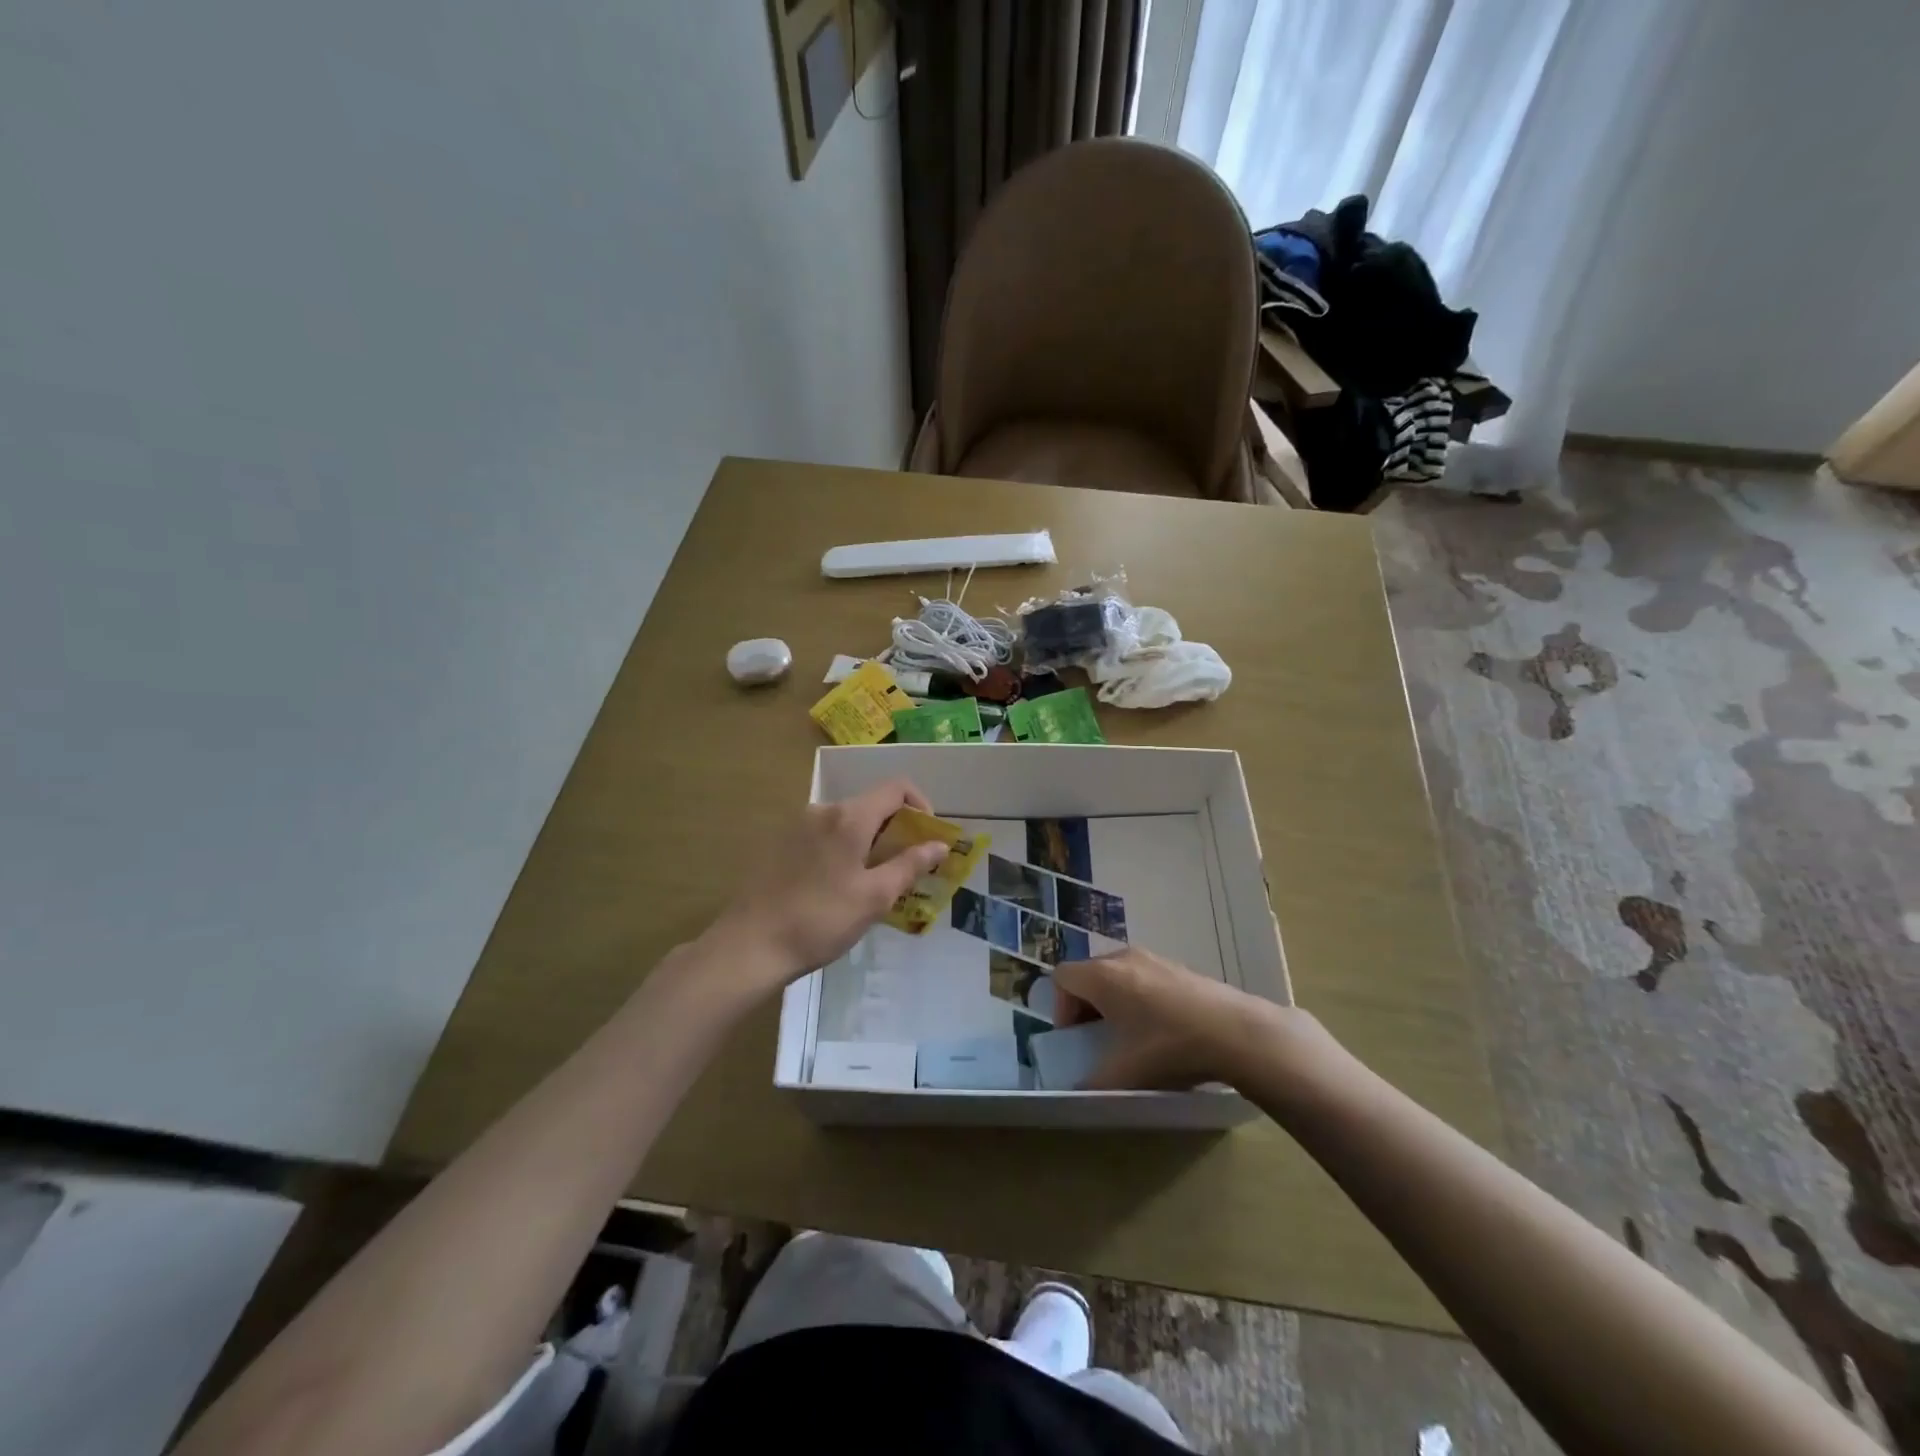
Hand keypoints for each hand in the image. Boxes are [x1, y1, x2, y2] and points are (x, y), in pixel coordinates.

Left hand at [708, 779, 949, 993]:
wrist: (750, 945)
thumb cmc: (820, 920)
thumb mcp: (874, 897)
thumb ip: (910, 865)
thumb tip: (940, 845)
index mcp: (849, 816)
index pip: (896, 787)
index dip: (921, 805)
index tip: (927, 838)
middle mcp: (823, 810)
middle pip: (872, 803)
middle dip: (897, 829)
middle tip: (906, 867)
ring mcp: (798, 825)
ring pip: (848, 821)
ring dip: (870, 841)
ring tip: (875, 882)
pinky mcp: (781, 843)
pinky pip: (826, 835)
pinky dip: (845, 849)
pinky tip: (840, 886)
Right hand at [1052, 947, 1285, 1089]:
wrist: (1235, 1032)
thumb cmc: (1170, 1048)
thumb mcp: (1127, 1074)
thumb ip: (1094, 1083)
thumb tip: (1079, 1091)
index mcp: (1103, 977)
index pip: (1062, 976)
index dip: (1060, 1008)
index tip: (1077, 1038)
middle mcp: (1123, 958)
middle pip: (1088, 973)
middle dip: (1085, 1005)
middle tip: (1098, 1038)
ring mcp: (1153, 958)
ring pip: (1116, 973)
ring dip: (1112, 1000)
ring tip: (1131, 1035)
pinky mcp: (1177, 966)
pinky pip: (1142, 975)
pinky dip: (1138, 996)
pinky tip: (1161, 1028)